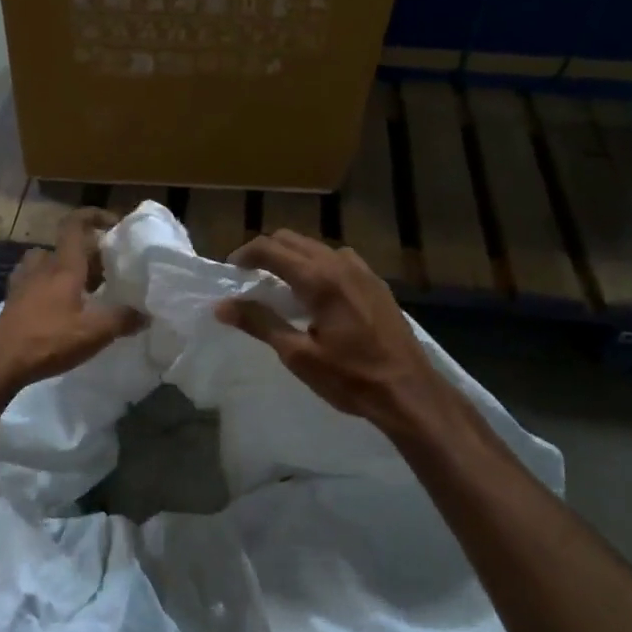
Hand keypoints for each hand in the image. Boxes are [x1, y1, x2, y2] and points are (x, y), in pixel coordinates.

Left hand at [0, 208, 144, 392]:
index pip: (75, 225)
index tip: (112, 223)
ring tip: (82, 287)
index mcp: (63, 266)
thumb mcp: (94, 332)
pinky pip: (33, 281)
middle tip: (108, 271)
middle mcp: (41, 266)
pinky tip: (56, 305)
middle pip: (65, 247)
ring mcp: (23, 282)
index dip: (93, 216)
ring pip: (46, 262)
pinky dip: (47, 285)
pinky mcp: (12, 300)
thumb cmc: (49, 339)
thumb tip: (146, 314)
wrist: (0, 361)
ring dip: (64, 268)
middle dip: (88, 253)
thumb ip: (123, 319)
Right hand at [215, 231, 450, 433]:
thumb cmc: (350, 377)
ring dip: (292, 257)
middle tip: (249, 278)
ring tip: (279, 286)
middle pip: (292, 240)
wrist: (409, 391)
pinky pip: (337, 260)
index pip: (270, 248)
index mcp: (319, 279)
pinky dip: (316, 265)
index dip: (244, 254)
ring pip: (316, 247)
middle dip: (266, 252)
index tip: (231, 272)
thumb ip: (260, 324)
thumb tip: (222, 306)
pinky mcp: (376, 283)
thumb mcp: (298, 355)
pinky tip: (315, 295)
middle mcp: (340, 264)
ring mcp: (363, 271)